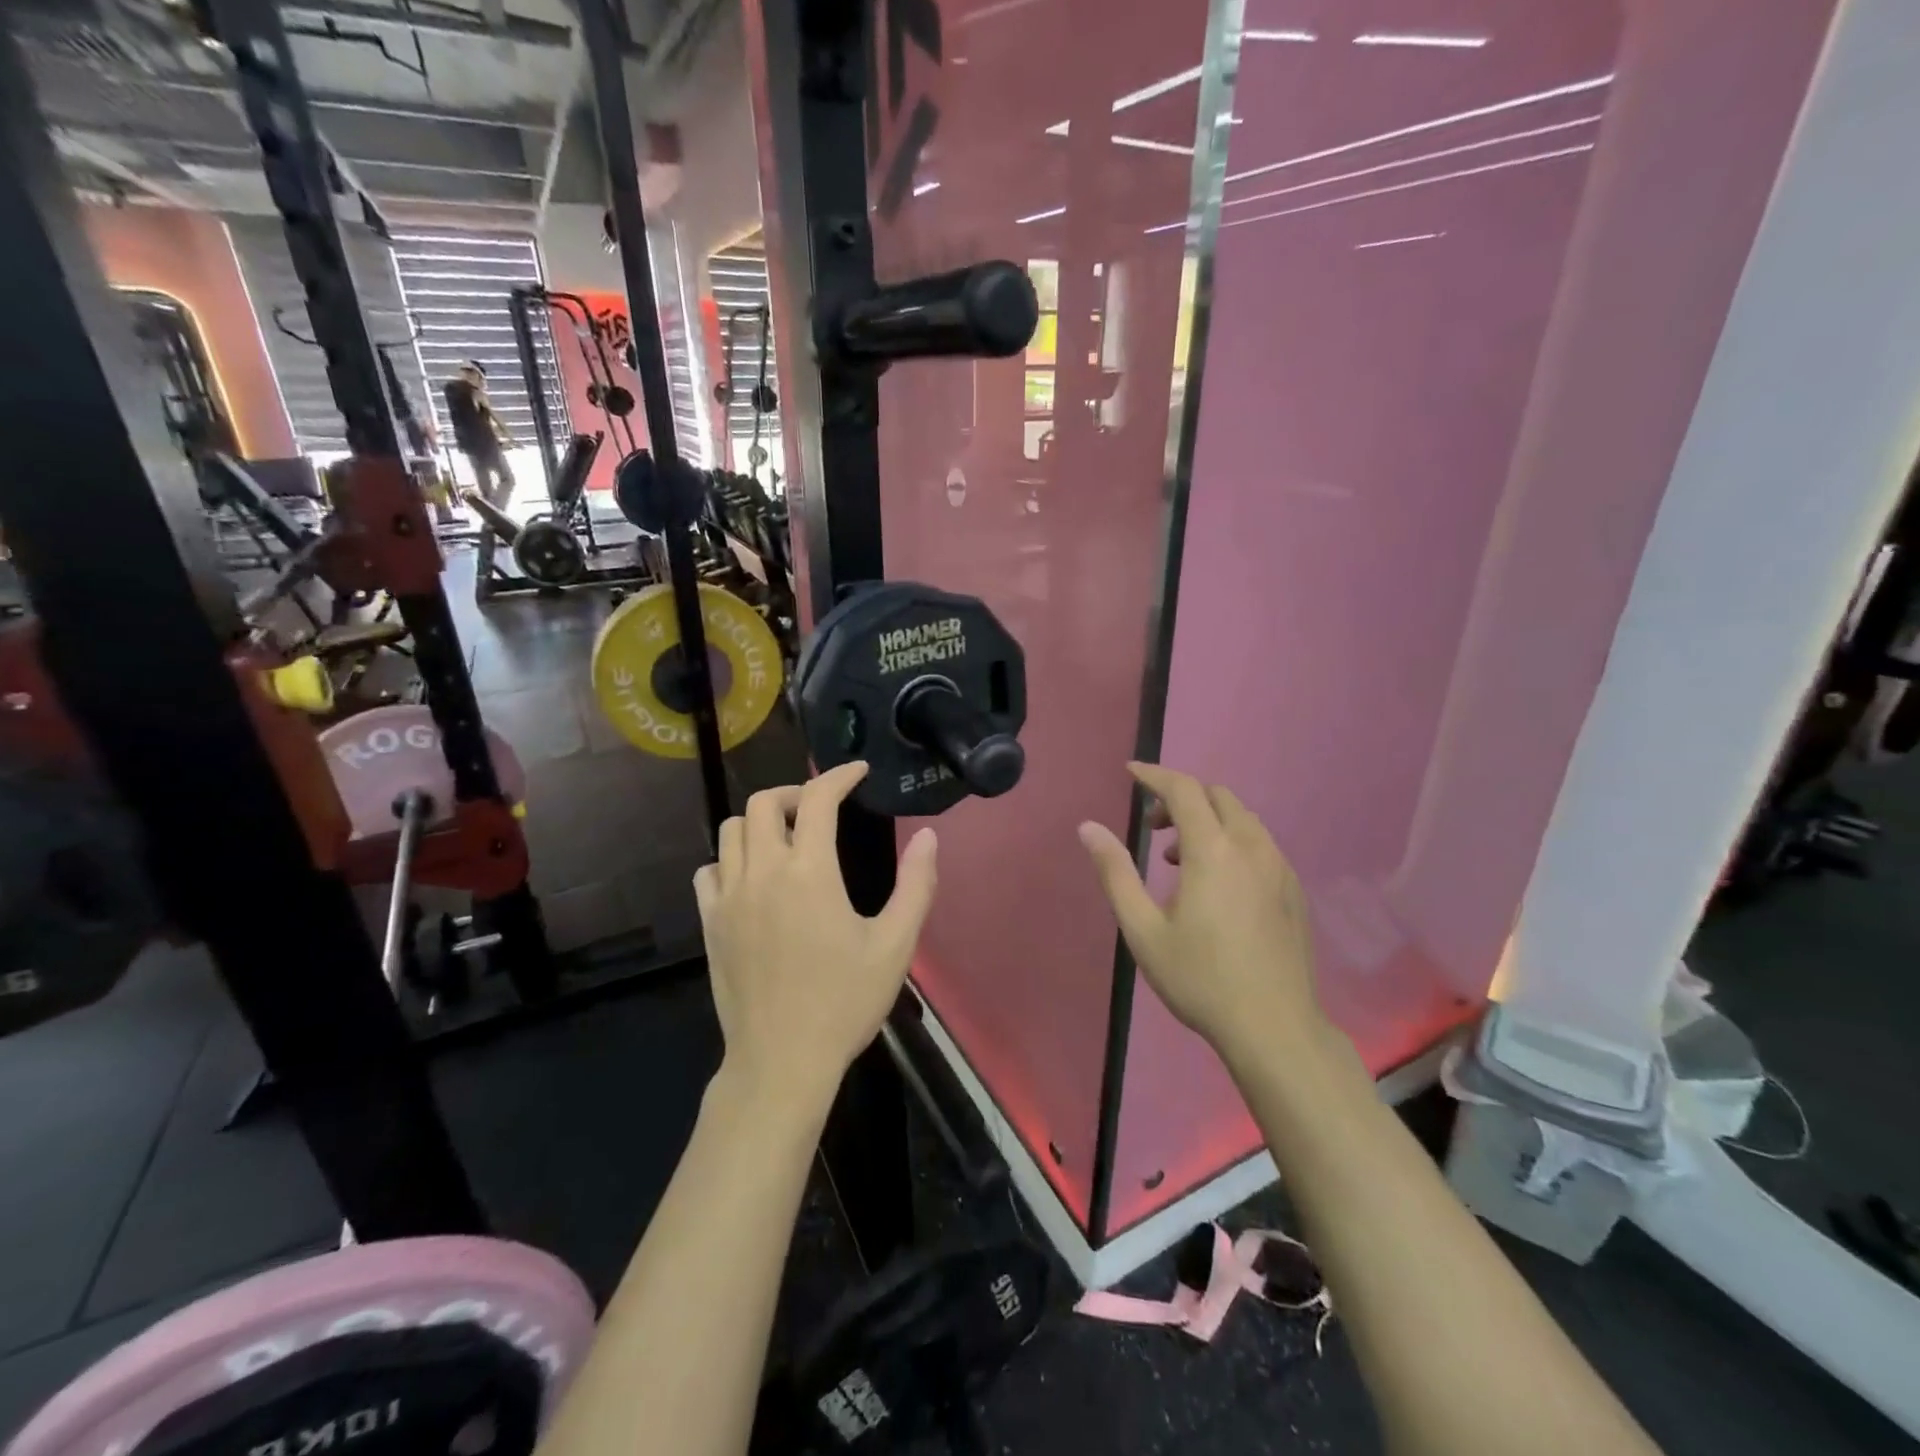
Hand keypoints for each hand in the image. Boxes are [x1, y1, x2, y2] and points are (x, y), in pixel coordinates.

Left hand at [696, 762, 937, 1107]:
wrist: (782, 1061)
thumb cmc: (844, 1002)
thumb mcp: (895, 945)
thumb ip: (916, 885)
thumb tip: (928, 836)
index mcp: (809, 872)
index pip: (817, 799)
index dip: (839, 776)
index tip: (857, 772)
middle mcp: (762, 873)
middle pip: (762, 802)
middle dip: (794, 793)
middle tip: (821, 809)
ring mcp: (728, 897)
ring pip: (730, 830)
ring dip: (759, 821)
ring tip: (787, 839)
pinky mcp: (709, 923)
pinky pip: (709, 870)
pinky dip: (730, 859)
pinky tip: (753, 879)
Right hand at [1079, 763, 1324, 1067]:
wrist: (1274, 1028)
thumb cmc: (1200, 978)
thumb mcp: (1143, 929)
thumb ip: (1115, 872)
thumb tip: (1088, 828)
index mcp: (1213, 851)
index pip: (1183, 789)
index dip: (1154, 775)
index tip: (1130, 772)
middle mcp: (1252, 848)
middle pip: (1217, 796)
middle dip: (1180, 797)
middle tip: (1152, 828)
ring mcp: (1280, 868)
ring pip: (1242, 818)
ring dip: (1207, 819)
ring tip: (1179, 858)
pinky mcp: (1294, 890)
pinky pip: (1260, 843)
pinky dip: (1232, 840)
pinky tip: (1217, 882)